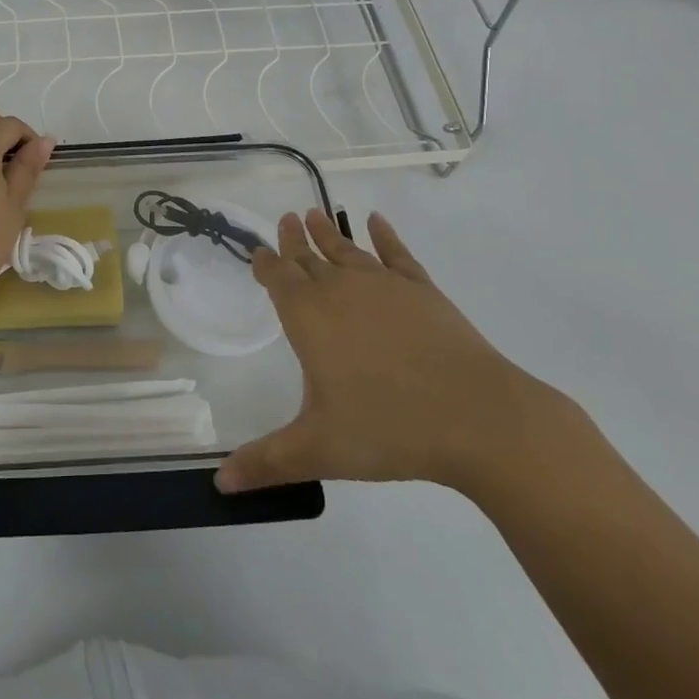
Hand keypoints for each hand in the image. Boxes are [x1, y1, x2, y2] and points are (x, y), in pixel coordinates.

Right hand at [216, 209, 558, 495]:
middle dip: (294, 240)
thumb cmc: (389, 429)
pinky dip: (385, 236)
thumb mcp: (319, 450)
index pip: (278, 278)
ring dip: (329, 232)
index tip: (259, 251)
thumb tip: (219, 485)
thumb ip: (266, 462)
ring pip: (347, 251)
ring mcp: (385, 286)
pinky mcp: (424, 291)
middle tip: (286, 218)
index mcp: (309, 317)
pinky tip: (376, 221)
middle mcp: (341, 290)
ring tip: (314, 213)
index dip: (266, 263)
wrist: (479, 419)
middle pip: (309, 258)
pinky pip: (397, 255)